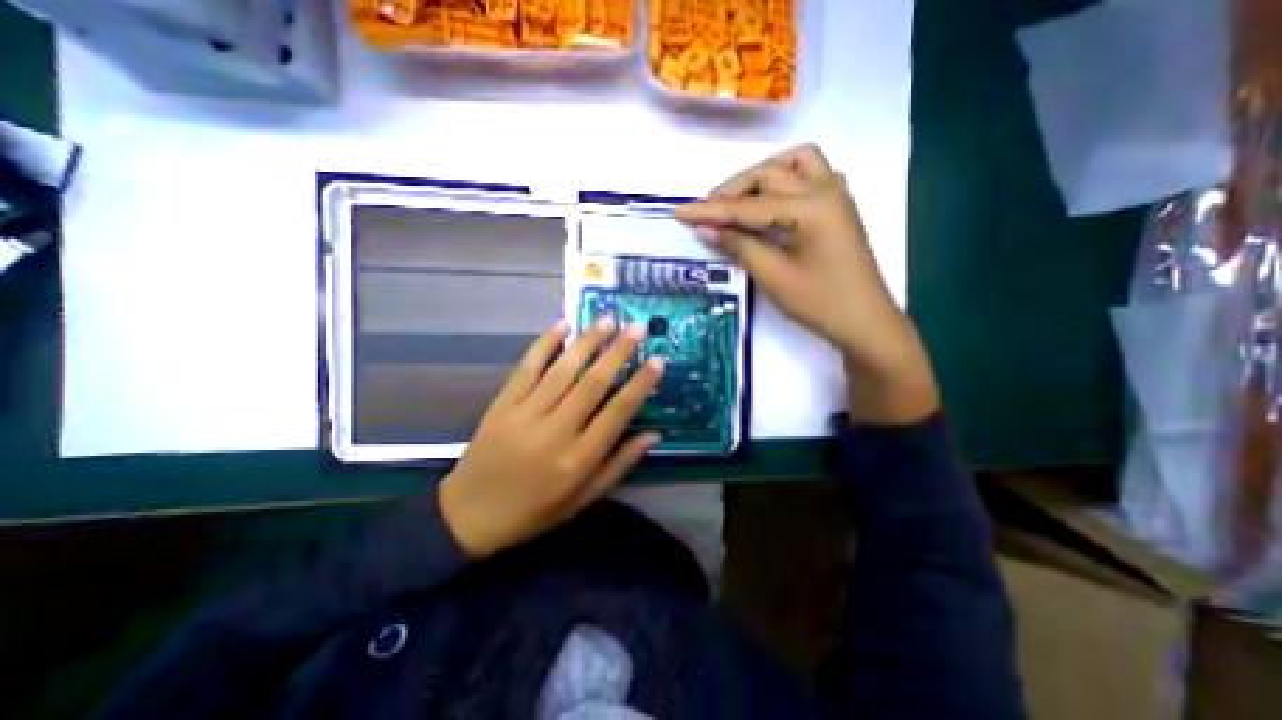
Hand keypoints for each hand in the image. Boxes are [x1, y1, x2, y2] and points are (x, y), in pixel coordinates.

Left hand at [437, 318, 660, 560]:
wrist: (470, 515)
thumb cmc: (535, 510)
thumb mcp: (584, 498)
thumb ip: (619, 464)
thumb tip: (653, 434)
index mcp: (578, 459)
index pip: (618, 413)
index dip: (640, 384)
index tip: (657, 361)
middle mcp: (555, 432)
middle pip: (592, 383)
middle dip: (618, 352)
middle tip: (636, 328)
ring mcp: (524, 415)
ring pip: (562, 370)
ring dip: (587, 342)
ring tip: (607, 320)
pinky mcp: (502, 405)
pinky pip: (526, 368)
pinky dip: (544, 345)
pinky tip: (561, 326)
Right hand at [675, 143, 938, 424]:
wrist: (864, 321)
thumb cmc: (820, 303)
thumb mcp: (773, 276)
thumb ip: (739, 246)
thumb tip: (706, 228)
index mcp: (811, 208)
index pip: (748, 206)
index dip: (711, 211)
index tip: (680, 212)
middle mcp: (825, 189)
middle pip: (769, 174)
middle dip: (733, 191)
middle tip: (708, 213)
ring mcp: (836, 194)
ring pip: (793, 163)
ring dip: (761, 176)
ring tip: (739, 201)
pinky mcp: (838, 206)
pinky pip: (812, 174)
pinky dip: (787, 178)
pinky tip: (774, 199)